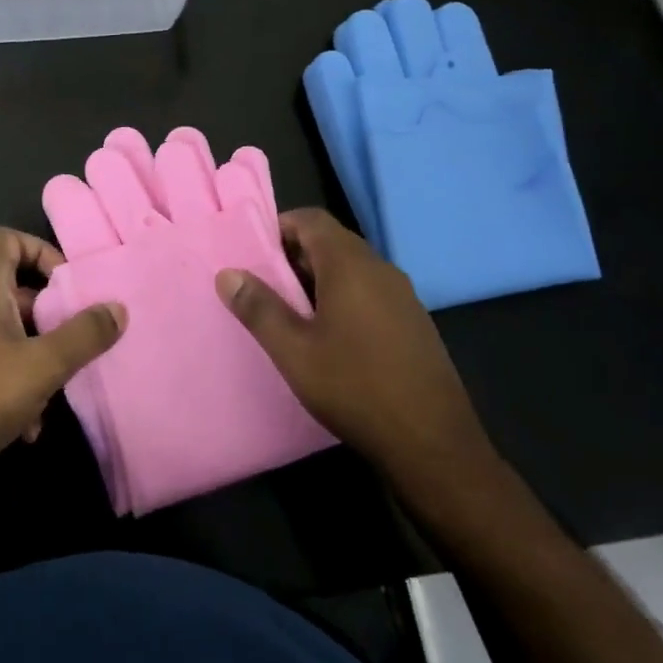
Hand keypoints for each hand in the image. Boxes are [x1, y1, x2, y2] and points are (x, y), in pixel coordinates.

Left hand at [0, 227, 123, 498]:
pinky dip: (13, 381)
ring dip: (35, 355)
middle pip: (12, 288)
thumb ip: (84, 335)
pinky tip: (29, 426)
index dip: (41, 250)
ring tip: (56, 390)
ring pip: (5, 331)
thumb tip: (118, 308)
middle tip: (75, 339)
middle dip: (48, 314)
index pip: (7, 239)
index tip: (68, 285)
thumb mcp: (43, 366)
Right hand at [215, 208, 498, 492]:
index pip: (311, 219)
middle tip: (265, 285)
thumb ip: (259, 308)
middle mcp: (380, 269)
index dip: (279, 227)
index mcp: (350, 265)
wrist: (434, 443)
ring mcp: (402, 295)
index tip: (253, 254)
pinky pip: (370, 291)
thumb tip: (228, 273)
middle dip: (295, 255)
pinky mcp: (413, 321)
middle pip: (331, 240)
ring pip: (352, 267)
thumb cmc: (356, 388)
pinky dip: (343, 297)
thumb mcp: (294, 352)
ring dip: (319, 278)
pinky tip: (330, 337)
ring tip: (291, 313)